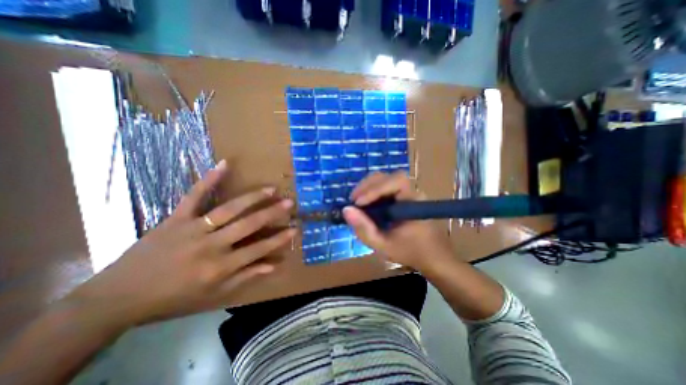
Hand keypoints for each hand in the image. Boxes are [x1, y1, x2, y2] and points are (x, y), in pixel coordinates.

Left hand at [65, 160, 297, 325]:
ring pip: (228, 209)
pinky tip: (225, 164)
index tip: (295, 228)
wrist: (119, 296)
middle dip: (272, 213)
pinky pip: (194, 196)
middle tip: (289, 202)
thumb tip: (273, 266)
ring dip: (252, 197)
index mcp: (219, 267)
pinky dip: (209, 179)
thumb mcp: (214, 294)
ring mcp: (192, 228)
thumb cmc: (173, 297)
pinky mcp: (176, 218)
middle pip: (248, 225)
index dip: (279, 239)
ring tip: (271, 189)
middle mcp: (210, 246)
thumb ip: (246, 277)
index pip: (258, 250)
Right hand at [342, 171, 453, 273]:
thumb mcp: (383, 245)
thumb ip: (364, 229)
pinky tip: (366, 203)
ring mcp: (408, 192)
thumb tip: (346, 210)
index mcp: (413, 202)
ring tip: (357, 202)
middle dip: (367, 186)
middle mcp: (412, 192)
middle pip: (388, 177)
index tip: (358, 203)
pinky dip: (372, 191)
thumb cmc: (410, 252)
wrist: (432, 256)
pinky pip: (386, 186)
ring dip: (368, 187)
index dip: (375, 188)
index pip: (396, 181)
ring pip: (386, 179)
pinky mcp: (403, 196)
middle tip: (353, 201)